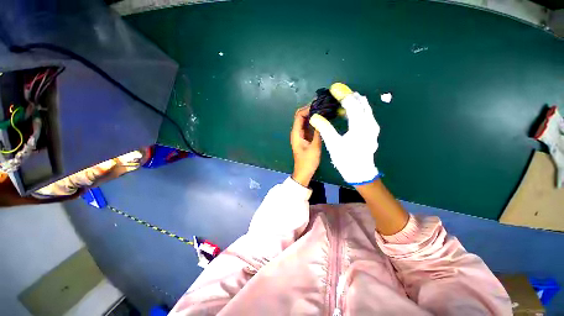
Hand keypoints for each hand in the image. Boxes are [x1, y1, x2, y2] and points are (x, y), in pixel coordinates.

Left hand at [291, 106, 321, 186]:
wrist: (304, 172)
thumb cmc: (308, 161)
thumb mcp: (314, 147)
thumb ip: (318, 132)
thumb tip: (321, 118)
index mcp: (296, 133)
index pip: (299, 115)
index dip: (307, 108)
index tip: (319, 105)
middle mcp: (297, 132)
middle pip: (301, 116)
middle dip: (310, 110)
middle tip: (323, 105)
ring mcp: (300, 135)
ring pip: (305, 121)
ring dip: (312, 115)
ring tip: (324, 110)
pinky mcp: (305, 138)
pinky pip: (308, 126)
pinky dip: (314, 122)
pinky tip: (322, 119)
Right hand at [310, 83, 379, 184]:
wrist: (361, 173)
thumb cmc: (347, 160)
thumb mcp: (333, 144)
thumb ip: (324, 128)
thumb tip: (314, 116)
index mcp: (361, 125)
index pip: (352, 103)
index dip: (342, 94)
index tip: (333, 88)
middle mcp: (370, 123)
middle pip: (361, 102)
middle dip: (348, 96)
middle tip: (335, 95)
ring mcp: (373, 126)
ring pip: (364, 107)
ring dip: (352, 102)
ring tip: (339, 102)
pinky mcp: (371, 130)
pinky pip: (364, 114)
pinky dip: (355, 109)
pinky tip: (346, 113)